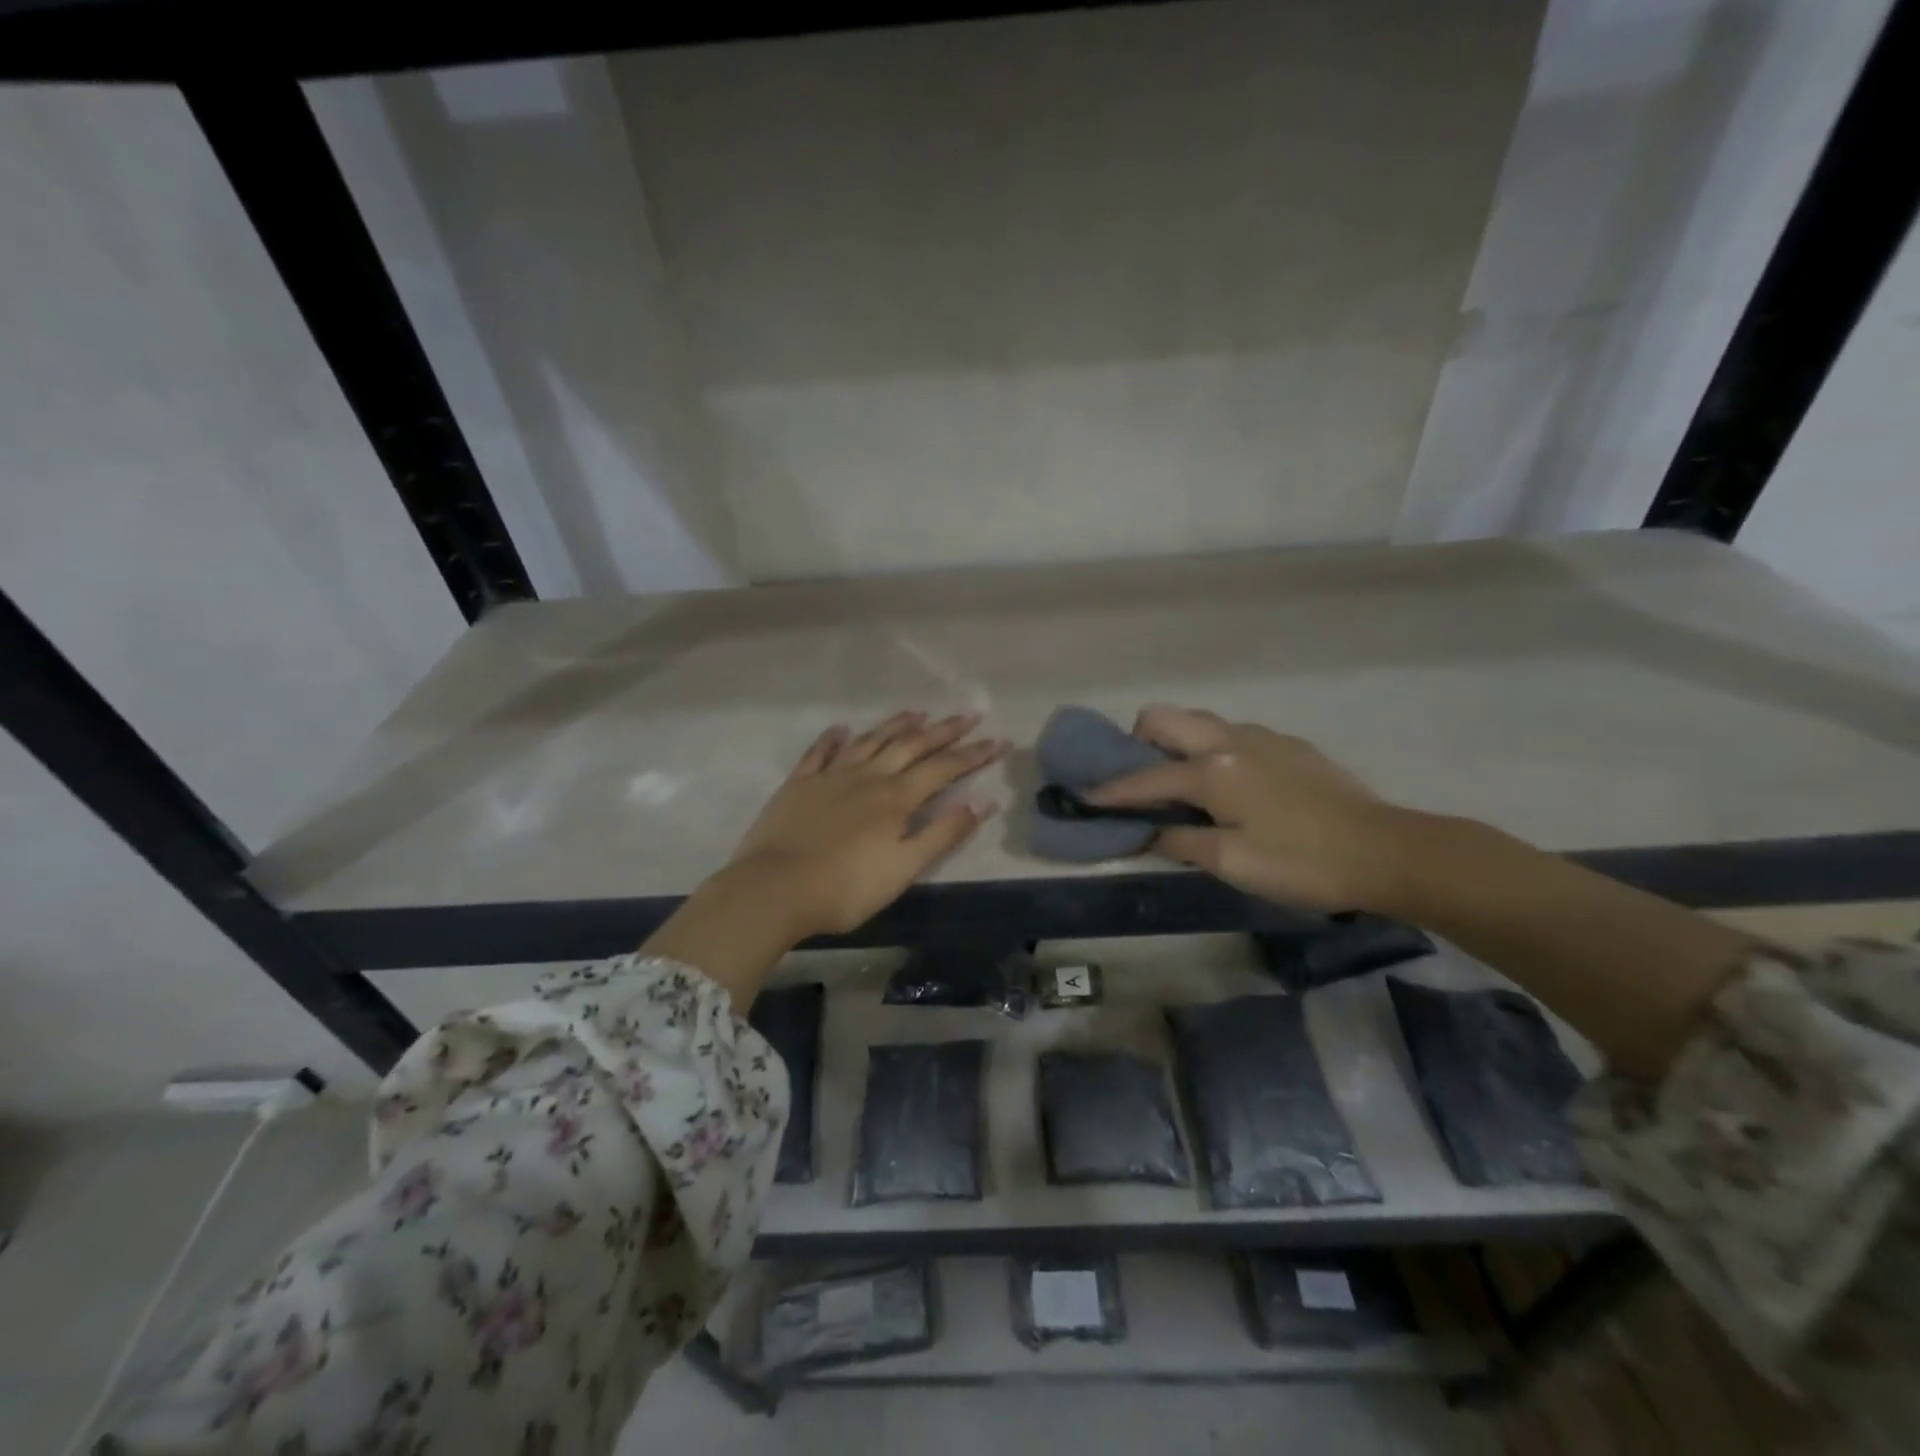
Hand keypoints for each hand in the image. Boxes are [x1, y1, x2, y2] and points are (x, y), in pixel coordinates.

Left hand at [725, 711, 1007, 936]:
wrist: (775, 889)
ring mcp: (831, 776)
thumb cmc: (846, 888)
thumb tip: (983, 802)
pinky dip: (833, 738)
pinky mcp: (799, 784)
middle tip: (968, 714)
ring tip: (917, 712)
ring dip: (896, 724)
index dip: (974, 754)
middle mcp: (868, 776)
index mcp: (897, 798)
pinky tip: (842, 728)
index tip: (999, 740)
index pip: (944, 768)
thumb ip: (944, 833)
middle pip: (912, 745)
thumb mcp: (904, 868)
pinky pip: (820, 752)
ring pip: (871, 740)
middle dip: (944, 730)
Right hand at [1087, 705, 1405, 910]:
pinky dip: (1211, 749)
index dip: (1111, 791)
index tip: (1084, 796)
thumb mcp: (1231, 862)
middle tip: (1139, 779)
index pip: (1145, 777)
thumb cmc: (1300, 863)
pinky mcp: (1288, 744)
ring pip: (1199, 721)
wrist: (1385, 851)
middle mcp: (1229, 740)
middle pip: (1164, 717)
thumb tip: (1147, 830)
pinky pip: (1231, 734)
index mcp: (1211, 770)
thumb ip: (1179, 840)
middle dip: (1138, 741)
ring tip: (1181, 783)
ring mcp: (1262, 736)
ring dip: (1176, 743)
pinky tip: (1230, 786)